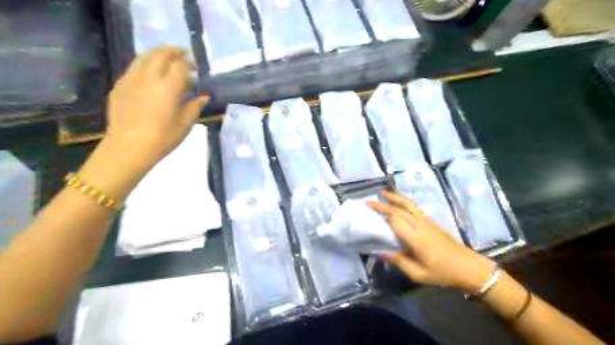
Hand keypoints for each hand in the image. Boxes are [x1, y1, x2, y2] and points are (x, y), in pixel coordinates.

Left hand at [104, 46, 209, 168]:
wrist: (128, 147)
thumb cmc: (162, 138)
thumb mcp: (185, 124)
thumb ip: (195, 106)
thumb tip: (203, 96)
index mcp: (168, 87)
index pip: (180, 65)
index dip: (189, 63)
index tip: (195, 68)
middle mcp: (148, 77)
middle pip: (161, 54)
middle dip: (174, 51)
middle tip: (183, 55)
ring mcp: (131, 79)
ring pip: (144, 56)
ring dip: (158, 54)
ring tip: (167, 59)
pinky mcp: (120, 85)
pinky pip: (134, 67)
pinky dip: (145, 64)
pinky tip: (150, 74)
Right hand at [369, 191, 492, 293]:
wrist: (470, 267)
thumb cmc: (443, 273)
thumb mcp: (419, 274)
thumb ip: (399, 261)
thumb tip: (380, 252)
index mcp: (415, 237)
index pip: (394, 219)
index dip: (381, 211)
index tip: (367, 207)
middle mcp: (420, 225)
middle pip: (399, 209)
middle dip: (383, 203)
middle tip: (369, 201)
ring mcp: (427, 221)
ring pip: (408, 204)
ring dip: (395, 197)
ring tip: (383, 192)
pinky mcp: (432, 222)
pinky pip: (414, 207)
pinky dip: (404, 202)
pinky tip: (399, 203)